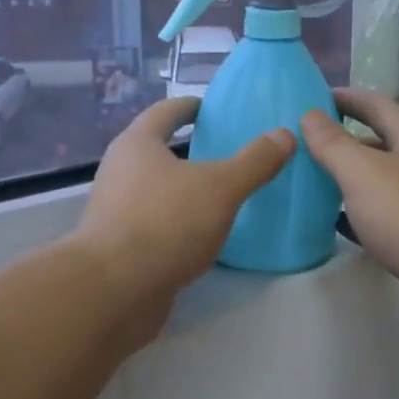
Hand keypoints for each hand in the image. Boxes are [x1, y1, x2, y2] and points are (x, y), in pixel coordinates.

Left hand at [75, 96, 293, 324]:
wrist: (113, 292)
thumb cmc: (166, 223)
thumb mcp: (221, 188)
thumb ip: (254, 162)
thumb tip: (285, 135)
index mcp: (137, 144)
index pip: (166, 112)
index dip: (191, 106)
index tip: (213, 108)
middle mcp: (119, 171)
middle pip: (157, 149)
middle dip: (189, 149)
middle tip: (226, 151)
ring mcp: (115, 210)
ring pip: (155, 188)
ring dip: (183, 188)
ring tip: (220, 193)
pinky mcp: (119, 247)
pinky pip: (154, 222)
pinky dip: (177, 221)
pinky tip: (202, 235)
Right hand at [301, 91, 398, 331]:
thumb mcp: (362, 172)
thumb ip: (333, 143)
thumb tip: (310, 114)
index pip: (376, 105)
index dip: (345, 98)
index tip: (312, 98)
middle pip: (379, 143)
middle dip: (343, 141)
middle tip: (302, 143)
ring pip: (380, 181)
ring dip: (349, 179)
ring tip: (310, 180)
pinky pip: (384, 215)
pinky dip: (358, 214)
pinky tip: (334, 222)